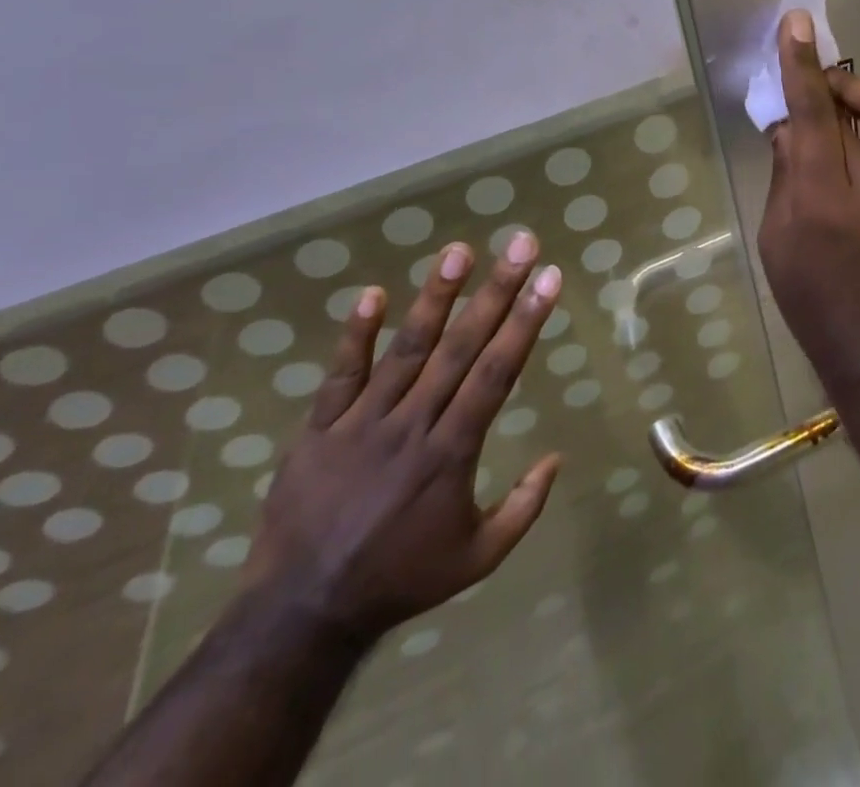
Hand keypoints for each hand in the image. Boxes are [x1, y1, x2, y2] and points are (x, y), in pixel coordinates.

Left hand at [241, 230, 561, 645]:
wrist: (302, 615)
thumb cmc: (400, 580)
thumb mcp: (477, 558)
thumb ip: (523, 508)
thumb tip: (558, 457)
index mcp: (452, 452)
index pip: (496, 373)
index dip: (525, 322)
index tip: (549, 279)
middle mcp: (412, 425)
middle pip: (460, 347)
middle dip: (496, 291)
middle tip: (520, 245)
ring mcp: (362, 423)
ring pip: (406, 349)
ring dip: (435, 297)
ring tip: (458, 251)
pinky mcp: (320, 429)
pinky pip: (340, 375)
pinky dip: (355, 335)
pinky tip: (372, 293)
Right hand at [758, 9, 859, 392]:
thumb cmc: (815, 303)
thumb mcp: (779, 240)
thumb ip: (786, 177)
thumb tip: (790, 129)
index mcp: (825, 197)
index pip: (813, 114)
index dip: (802, 66)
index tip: (796, 24)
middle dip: (845, 82)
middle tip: (817, 90)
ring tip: (830, 118)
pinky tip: (845, 152)